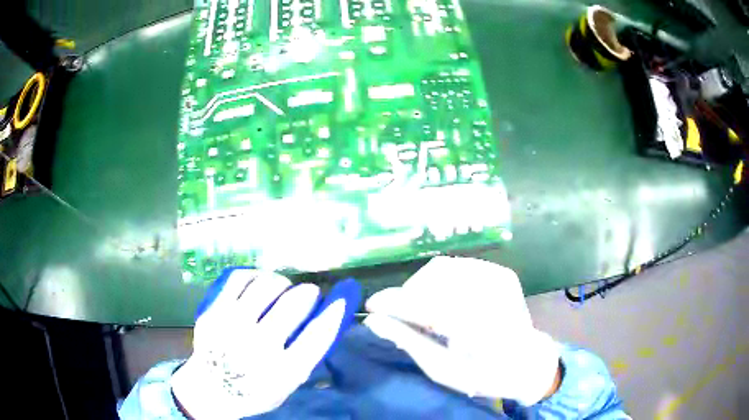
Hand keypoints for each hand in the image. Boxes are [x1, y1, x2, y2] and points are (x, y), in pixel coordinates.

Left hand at [172, 268, 359, 418]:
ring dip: (283, 283)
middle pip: (295, 302)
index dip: (336, 308)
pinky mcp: (213, 311)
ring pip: (268, 284)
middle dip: (308, 292)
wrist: (210, 390)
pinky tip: (259, 283)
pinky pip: (240, 277)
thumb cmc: (257, 389)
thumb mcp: (289, 382)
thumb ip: (308, 353)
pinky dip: (256, 275)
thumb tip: (328, 315)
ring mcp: (231, 326)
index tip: (344, 291)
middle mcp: (258, 347)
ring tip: (282, 289)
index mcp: (283, 370)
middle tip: (307, 294)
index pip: (319, 333)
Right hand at [364, 256, 559, 405]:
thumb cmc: (483, 375)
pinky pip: (458, 266)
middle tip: (401, 315)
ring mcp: (498, 278)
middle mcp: (489, 294)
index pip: (423, 305)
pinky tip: (442, 299)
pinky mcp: (501, 273)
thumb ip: (407, 341)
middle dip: (408, 295)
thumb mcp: (442, 369)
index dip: (392, 303)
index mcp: (476, 327)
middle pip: (432, 279)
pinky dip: (441, 281)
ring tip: (422, 309)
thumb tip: (373, 321)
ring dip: (422, 286)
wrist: (527, 363)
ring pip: (442, 268)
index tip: (371, 306)